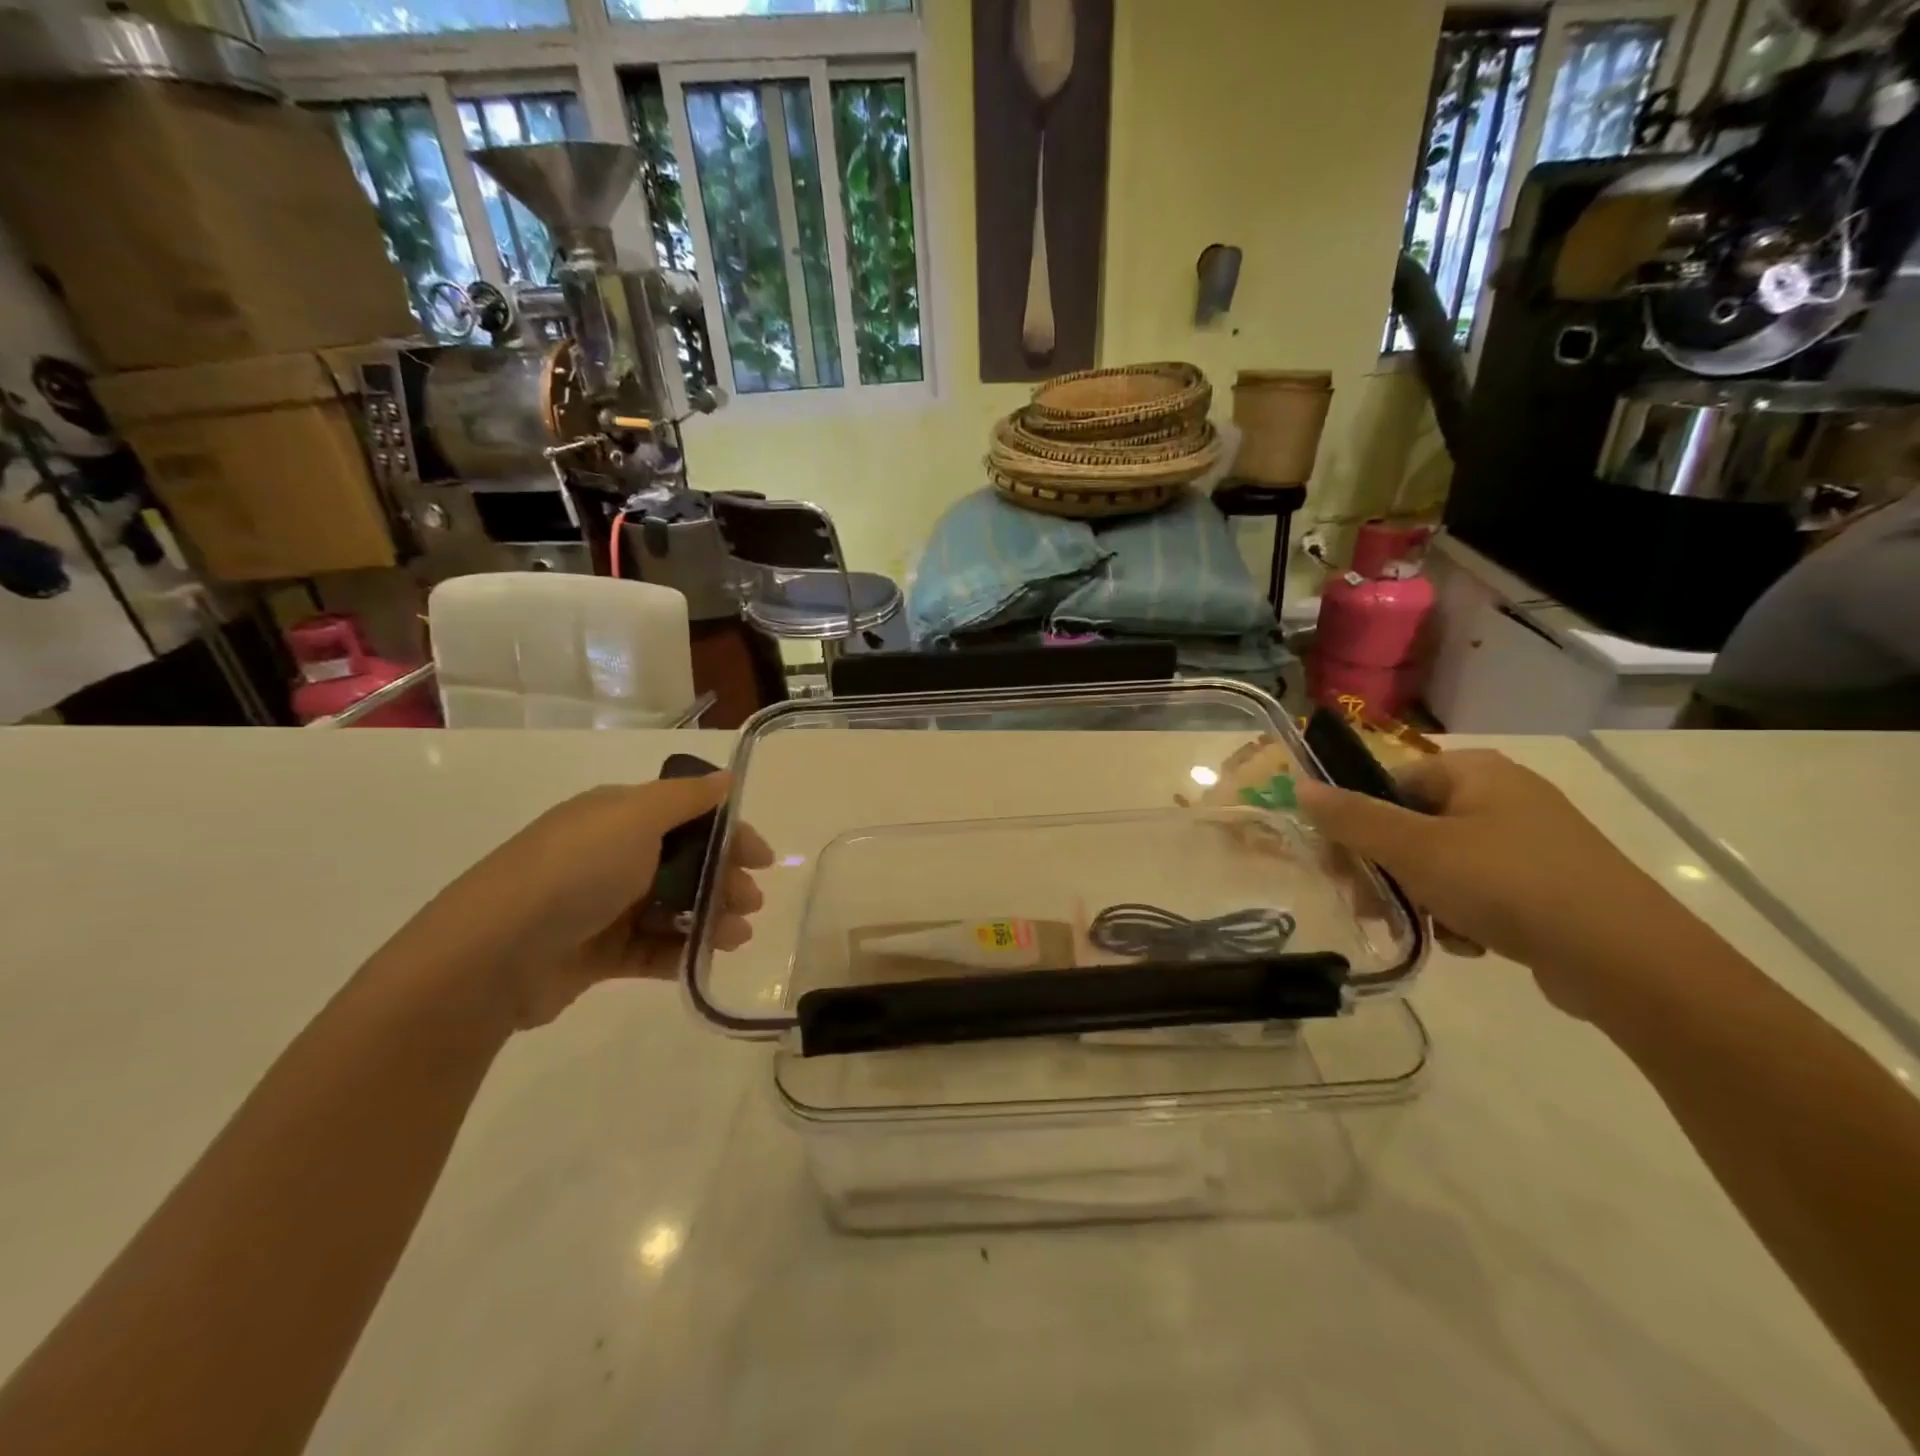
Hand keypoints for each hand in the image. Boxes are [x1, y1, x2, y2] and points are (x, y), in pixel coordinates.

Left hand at [397, 775, 772, 1030]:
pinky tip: (706, 959)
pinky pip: (652, 948)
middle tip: (752, 902)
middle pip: (685, 863)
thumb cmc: (574, 872)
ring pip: (674, 907)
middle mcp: (611, 856)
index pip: (688, 816)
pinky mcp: (596, 953)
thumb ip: (685, 798)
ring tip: (736, 936)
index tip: (762, 859)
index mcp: (617, 816)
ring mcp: (603, 906)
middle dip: (725, 879)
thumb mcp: (634, 818)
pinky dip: (682, 951)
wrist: (492, 955)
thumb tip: (725, 778)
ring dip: (711, 917)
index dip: (729, 833)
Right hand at [1297, 750, 1698, 1017]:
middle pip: (1412, 826)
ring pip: (1441, 863)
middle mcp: (1502, 796)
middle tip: (1373, 906)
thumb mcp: (1415, 849)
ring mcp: (1530, 842)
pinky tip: (1471, 943)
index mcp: (1474, 771)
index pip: (1389, 784)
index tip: (1338, 865)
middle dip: (1387, 870)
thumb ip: (1352, 818)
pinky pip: (1479, 890)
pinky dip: (1463, 914)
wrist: (1629, 961)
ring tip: (1432, 929)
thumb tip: (1300, 785)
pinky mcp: (1548, 885)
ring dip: (1422, 897)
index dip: (1356, 823)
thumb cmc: (1508, 885)